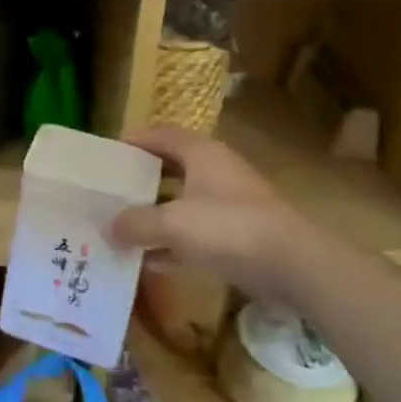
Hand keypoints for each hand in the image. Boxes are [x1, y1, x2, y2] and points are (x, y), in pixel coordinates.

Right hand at [107, 126, 308, 294]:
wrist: (294, 266)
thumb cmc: (229, 227)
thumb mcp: (174, 223)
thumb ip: (137, 223)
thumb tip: (108, 227)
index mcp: (200, 153)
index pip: (160, 135)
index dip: (133, 141)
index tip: (106, 155)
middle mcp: (213, 172)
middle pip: (169, 169)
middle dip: (140, 181)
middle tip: (109, 192)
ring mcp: (226, 206)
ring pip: (180, 204)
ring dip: (153, 215)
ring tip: (119, 227)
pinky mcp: (235, 238)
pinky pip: (193, 236)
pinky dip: (170, 245)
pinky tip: (146, 262)